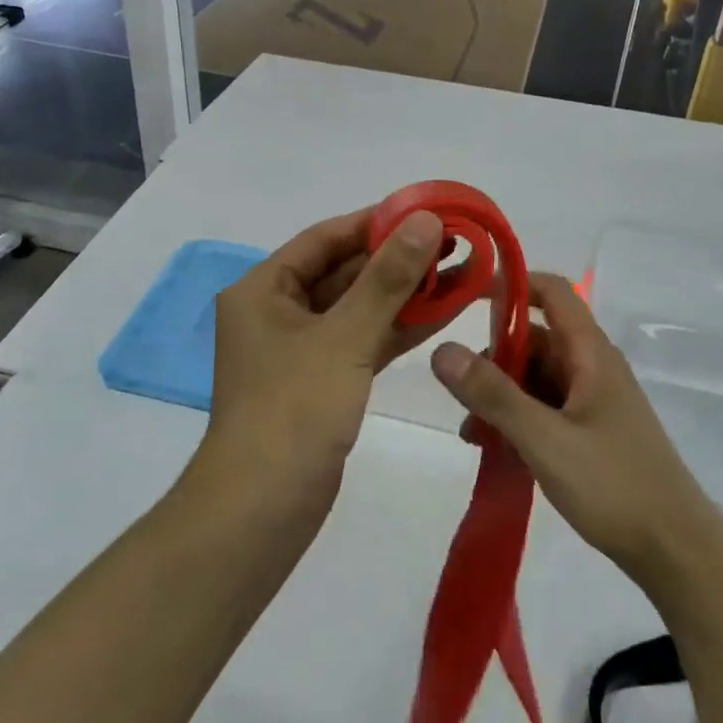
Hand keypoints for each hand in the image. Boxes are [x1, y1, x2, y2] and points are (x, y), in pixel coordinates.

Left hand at [202, 207, 449, 506]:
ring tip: (459, 271)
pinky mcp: (323, 381)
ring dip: (404, 293)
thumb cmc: (294, 410)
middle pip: (344, 271)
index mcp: (263, 289)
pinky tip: (443, 311)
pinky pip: (363, 340)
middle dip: (397, 259)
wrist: (263, 511)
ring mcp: (301, 349)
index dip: (376, 222)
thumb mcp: (344, 337)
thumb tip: (424, 220)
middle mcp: (278, 312)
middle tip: (453, 243)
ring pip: (358, 308)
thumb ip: (387, 278)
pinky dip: (397, 328)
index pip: (326, 238)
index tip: (426, 211)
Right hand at [431, 274, 722, 589]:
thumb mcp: (544, 439)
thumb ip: (492, 394)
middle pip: (536, 337)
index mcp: (590, 353)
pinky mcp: (593, 431)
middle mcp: (593, 367)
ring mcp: (594, 401)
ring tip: (472, 433)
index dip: (511, 283)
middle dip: (494, 357)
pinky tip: (496, 450)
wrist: (677, 553)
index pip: (551, 291)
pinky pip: (546, 407)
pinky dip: (518, 418)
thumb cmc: (614, 485)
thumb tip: (441, 349)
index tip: (466, 296)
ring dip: (501, 394)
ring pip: (537, 377)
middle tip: (459, 391)